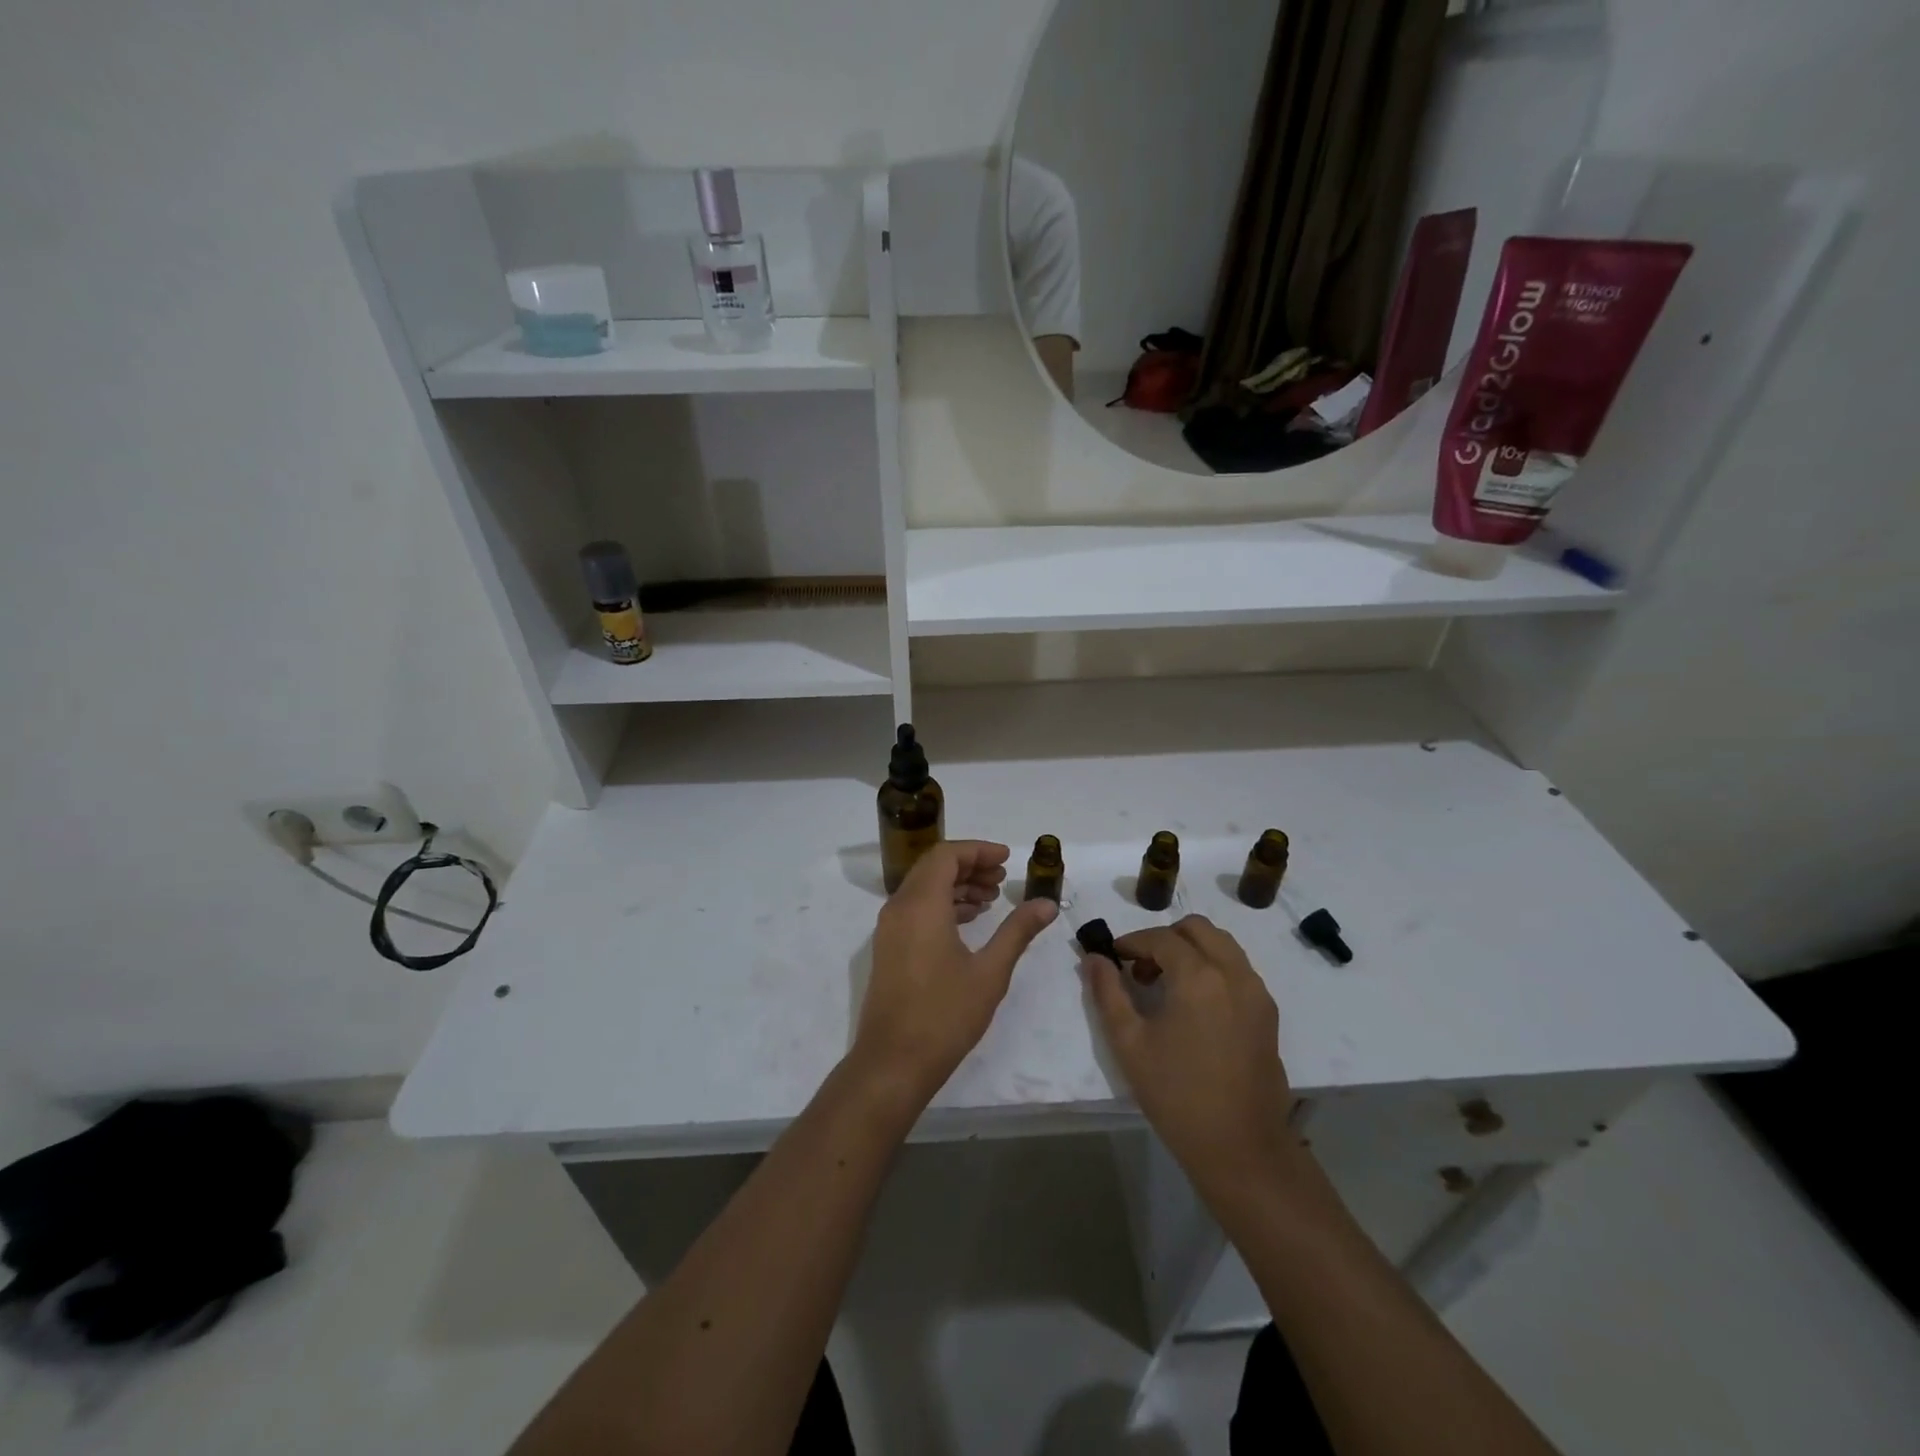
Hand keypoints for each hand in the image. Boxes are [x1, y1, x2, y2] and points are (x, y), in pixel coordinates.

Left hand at [854, 840, 1057, 1105]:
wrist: (893, 1062)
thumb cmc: (945, 1014)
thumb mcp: (990, 971)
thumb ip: (1018, 931)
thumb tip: (1047, 903)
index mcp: (921, 904)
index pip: (947, 855)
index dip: (978, 850)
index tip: (1008, 859)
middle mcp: (900, 907)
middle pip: (934, 867)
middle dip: (970, 866)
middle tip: (1003, 878)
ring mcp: (890, 928)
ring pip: (924, 888)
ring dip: (957, 885)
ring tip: (992, 899)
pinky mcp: (889, 947)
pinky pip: (916, 908)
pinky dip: (943, 904)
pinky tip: (969, 921)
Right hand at [1082, 916, 1297, 1201]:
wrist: (1240, 1148)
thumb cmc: (1177, 1095)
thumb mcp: (1129, 1043)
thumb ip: (1107, 992)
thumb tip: (1093, 958)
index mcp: (1199, 977)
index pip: (1161, 938)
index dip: (1132, 942)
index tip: (1114, 958)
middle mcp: (1233, 973)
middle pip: (1197, 928)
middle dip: (1165, 938)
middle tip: (1141, 969)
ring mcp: (1257, 992)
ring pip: (1222, 944)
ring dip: (1191, 950)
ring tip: (1167, 985)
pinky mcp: (1268, 1013)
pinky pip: (1238, 969)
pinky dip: (1213, 967)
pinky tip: (1194, 1005)